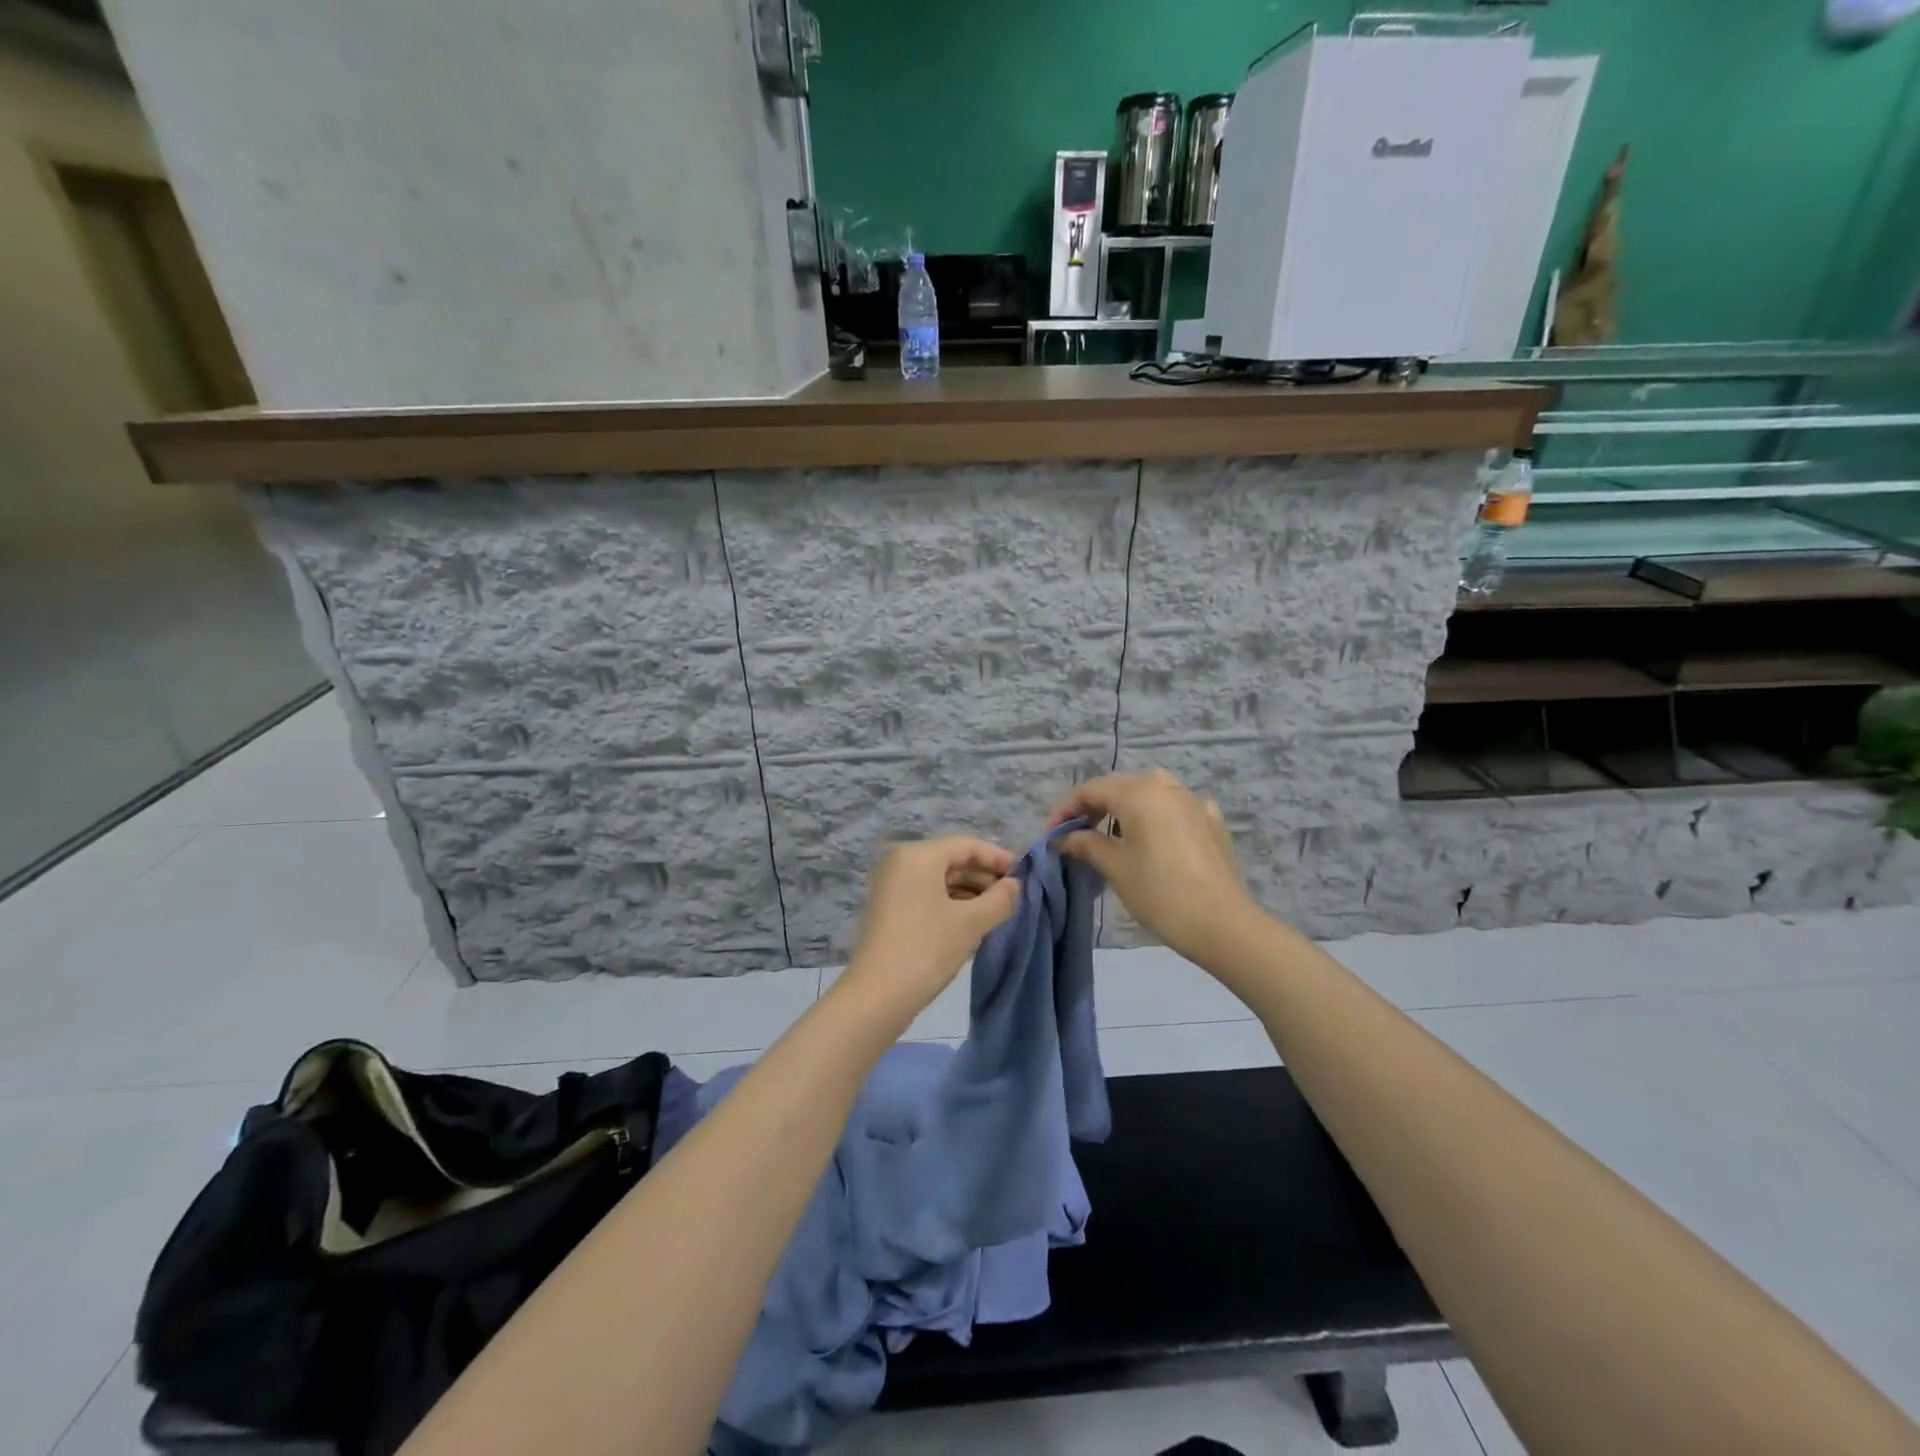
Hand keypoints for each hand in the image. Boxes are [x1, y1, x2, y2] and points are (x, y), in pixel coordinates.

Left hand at [839, 837, 1021, 1017]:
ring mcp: (893, 887)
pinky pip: (929, 896)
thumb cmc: (927, 949)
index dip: (999, 858)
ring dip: (971, 893)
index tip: (1025, 875)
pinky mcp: (891, 910)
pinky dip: (953, 904)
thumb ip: (999, 899)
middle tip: (1016, 897)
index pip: (968, 846)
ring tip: (1000, 912)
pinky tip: (975, 923)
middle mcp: (902, 863)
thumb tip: (1015, 885)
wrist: (877, 996)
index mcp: (918, 855)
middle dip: (985, 877)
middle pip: (953, 860)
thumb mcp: (971, 922)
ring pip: (941, 880)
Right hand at [1047, 770, 1260, 965]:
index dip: (1065, 809)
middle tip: (1074, 834)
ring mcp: (1193, 801)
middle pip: (1119, 787)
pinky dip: (1158, 815)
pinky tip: (1156, 834)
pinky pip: (1176, 807)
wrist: (1221, 924)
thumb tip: (1063, 837)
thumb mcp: (1115, 868)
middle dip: (1093, 807)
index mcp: (1139, 793)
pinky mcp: (1211, 821)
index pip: (1091, 790)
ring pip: (1149, 792)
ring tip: (1112, 834)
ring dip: (1125, 807)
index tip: (1050, 834)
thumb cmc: (1160, 893)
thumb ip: (1086, 844)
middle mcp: (1166, 787)